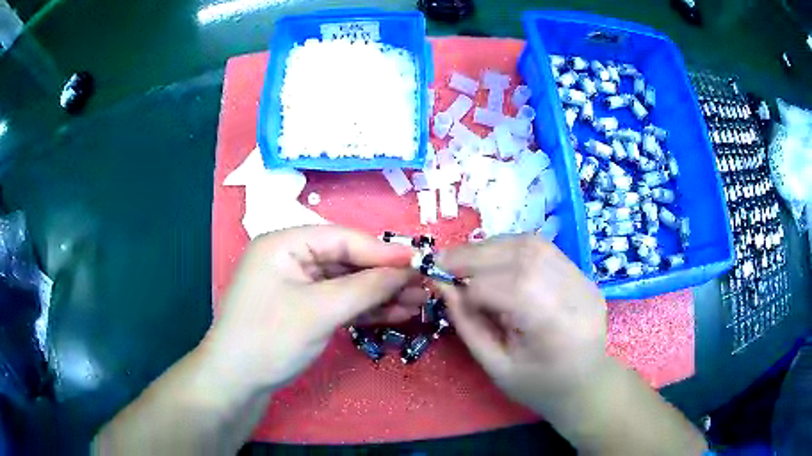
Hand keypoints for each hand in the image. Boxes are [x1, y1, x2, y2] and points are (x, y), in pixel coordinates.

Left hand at [202, 225, 417, 392]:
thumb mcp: (320, 311)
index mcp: (285, 243)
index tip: (420, 262)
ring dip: (380, 294)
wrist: (237, 382)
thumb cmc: (270, 338)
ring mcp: (298, 285)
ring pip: (347, 284)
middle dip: (385, 277)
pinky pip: (340, 302)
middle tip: (424, 286)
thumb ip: (366, 287)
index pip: (343, 239)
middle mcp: (292, 258)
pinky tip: (395, 313)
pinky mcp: (304, 309)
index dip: (383, 252)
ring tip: (419, 302)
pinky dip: (365, 309)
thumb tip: (408, 270)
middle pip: (348, 261)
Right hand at [436, 235, 609, 414]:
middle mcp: (573, 293)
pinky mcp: (582, 273)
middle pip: (520, 257)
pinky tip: (493, 257)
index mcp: (553, 327)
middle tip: (442, 260)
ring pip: (532, 245)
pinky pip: (543, 248)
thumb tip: (443, 287)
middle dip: (474, 255)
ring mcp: (582, 279)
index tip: (440, 285)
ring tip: (465, 257)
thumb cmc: (538, 385)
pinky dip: (511, 247)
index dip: (468, 286)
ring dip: (491, 246)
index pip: (506, 288)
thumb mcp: (496, 367)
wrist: (586, 383)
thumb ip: (468, 325)